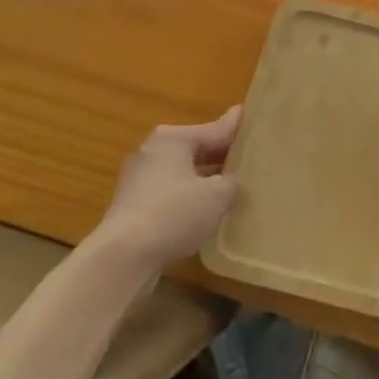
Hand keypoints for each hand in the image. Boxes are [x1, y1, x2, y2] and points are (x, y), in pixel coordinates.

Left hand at [94, 108, 240, 272]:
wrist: (122, 258)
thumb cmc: (173, 214)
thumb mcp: (216, 195)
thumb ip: (232, 181)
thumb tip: (232, 180)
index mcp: (173, 138)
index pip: (216, 129)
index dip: (238, 129)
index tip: (256, 120)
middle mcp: (153, 151)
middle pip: (197, 150)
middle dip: (222, 157)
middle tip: (251, 160)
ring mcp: (139, 179)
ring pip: (182, 173)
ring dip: (204, 181)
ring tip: (233, 188)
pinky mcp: (132, 206)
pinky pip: (170, 195)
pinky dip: (187, 199)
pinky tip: (205, 213)